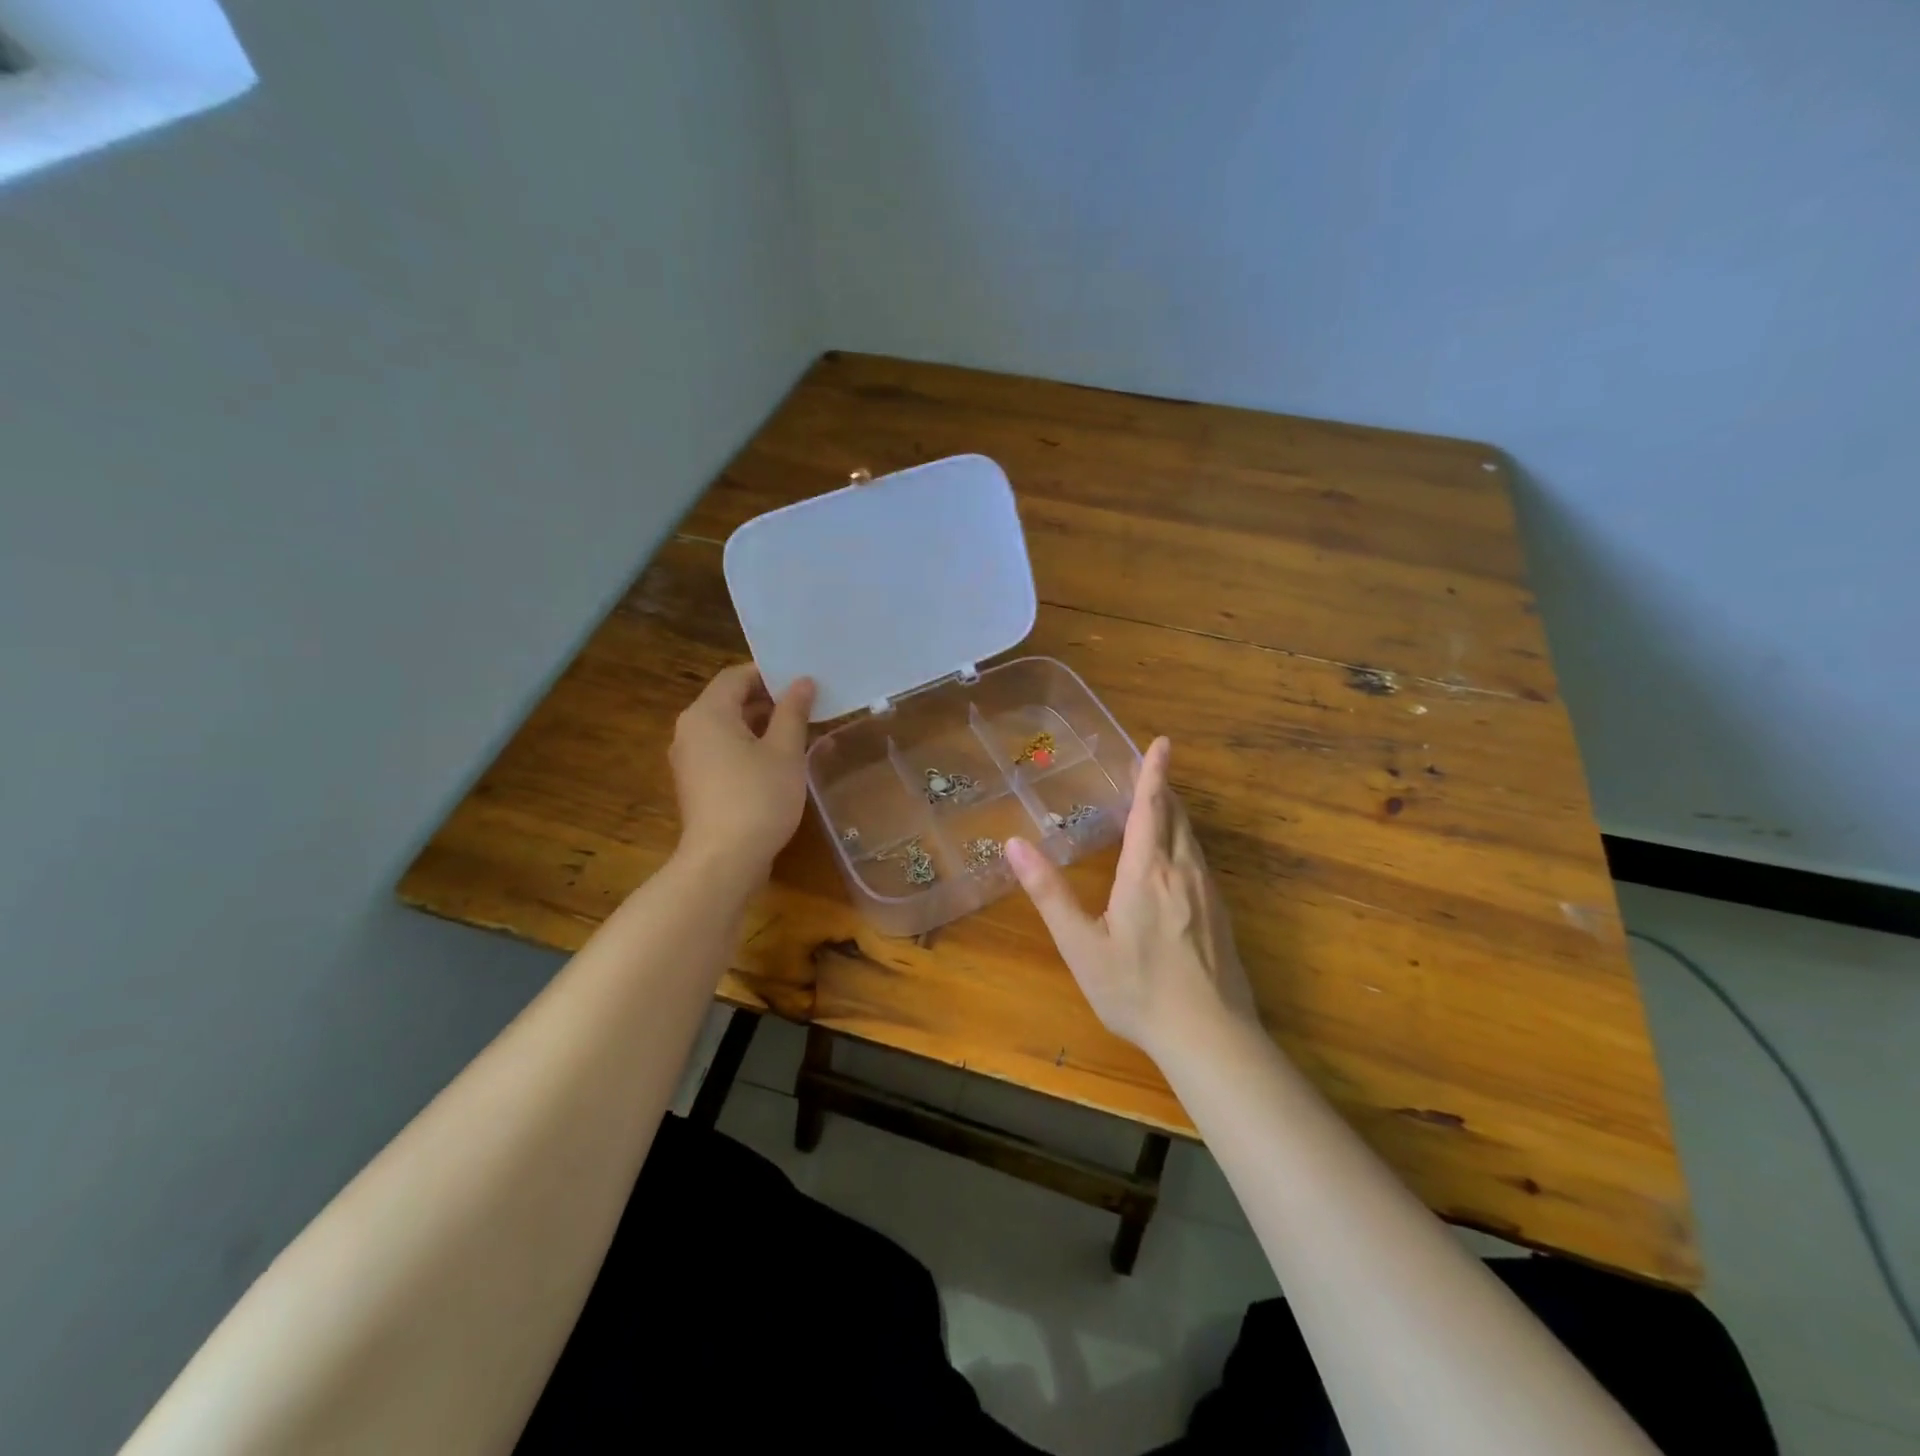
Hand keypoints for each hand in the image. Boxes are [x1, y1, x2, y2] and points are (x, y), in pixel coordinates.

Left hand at [669, 663, 815, 879]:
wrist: (724, 861)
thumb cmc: (758, 797)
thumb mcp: (785, 751)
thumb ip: (793, 712)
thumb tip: (802, 682)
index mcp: (707, 713)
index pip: (736, 676)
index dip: (769, 674)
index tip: (802, 681)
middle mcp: (690, 730)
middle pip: (730, 701)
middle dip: (769, 701)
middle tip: (808, 705)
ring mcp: (690, 760)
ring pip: (728, 729)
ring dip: (762, 726)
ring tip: (800, 732)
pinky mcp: (696, 784)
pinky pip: (723, 752)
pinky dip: (749, 748)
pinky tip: (780, 762)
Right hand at [1005, 737, 1257, 1059]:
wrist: (1209, 1036)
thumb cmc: (1136, 990)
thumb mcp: (1081, 945)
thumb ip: (1049, 893)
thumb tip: (1014, 844)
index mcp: (1147, 872)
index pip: (1151, 808)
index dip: (1154, 772)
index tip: (1161, 742)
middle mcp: (1182, 872)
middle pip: (1177, 816)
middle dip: (1163, 789)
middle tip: (1149, 770)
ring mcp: (1207, 893)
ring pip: (1193, 839)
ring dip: (1176, 815)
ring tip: (1159, 806)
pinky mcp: (1221, 915)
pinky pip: (1201, 862)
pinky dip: (1186, 843)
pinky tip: (1176, 863)